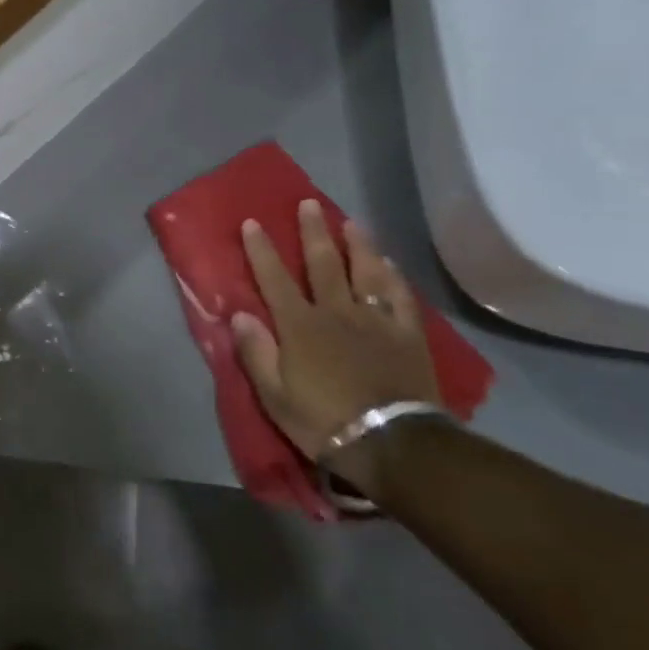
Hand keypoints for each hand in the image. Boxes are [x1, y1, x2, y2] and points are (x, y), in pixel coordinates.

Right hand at [232, 201, 439, 491]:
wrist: (395, 446)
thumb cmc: (324, 422)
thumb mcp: (274, 396)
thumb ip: (255, 352)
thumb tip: (239, 314)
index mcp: (300, 326)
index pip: (274, 279)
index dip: (261, 250)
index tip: (252, 222)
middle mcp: (336, 313)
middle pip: (323, 264)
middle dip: (313, 232)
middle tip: (309, 203)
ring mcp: (376, 322)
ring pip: (367, 273)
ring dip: (358, 245)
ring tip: (352, 222)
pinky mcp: (408, 337)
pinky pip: (401, 299)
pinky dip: (394, 279)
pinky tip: (390, 265)